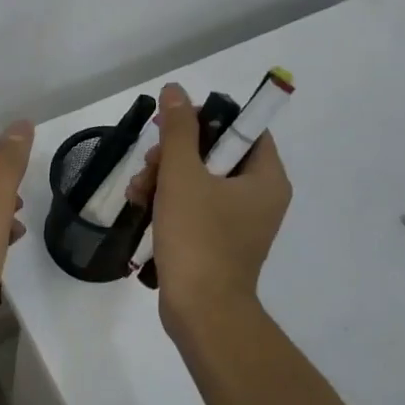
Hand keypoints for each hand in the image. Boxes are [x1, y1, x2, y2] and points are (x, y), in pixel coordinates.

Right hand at [127, 83, 290, 332]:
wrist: (201, 313)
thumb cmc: (198, 239)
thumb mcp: (182, 176)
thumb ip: (178, 130)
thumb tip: (176, 90)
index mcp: (266, 178)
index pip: (244, 127)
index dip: (207, 118)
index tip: (172, 125)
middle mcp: (259, 196)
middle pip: (215, 152)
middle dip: (174, 154)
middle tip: (150, 165)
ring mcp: (239, 221)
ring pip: (199, 179)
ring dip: (164, 177)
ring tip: (138, 190)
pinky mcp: (218, 241)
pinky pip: (195, 205)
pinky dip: (168, 201)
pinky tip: (141, 205)